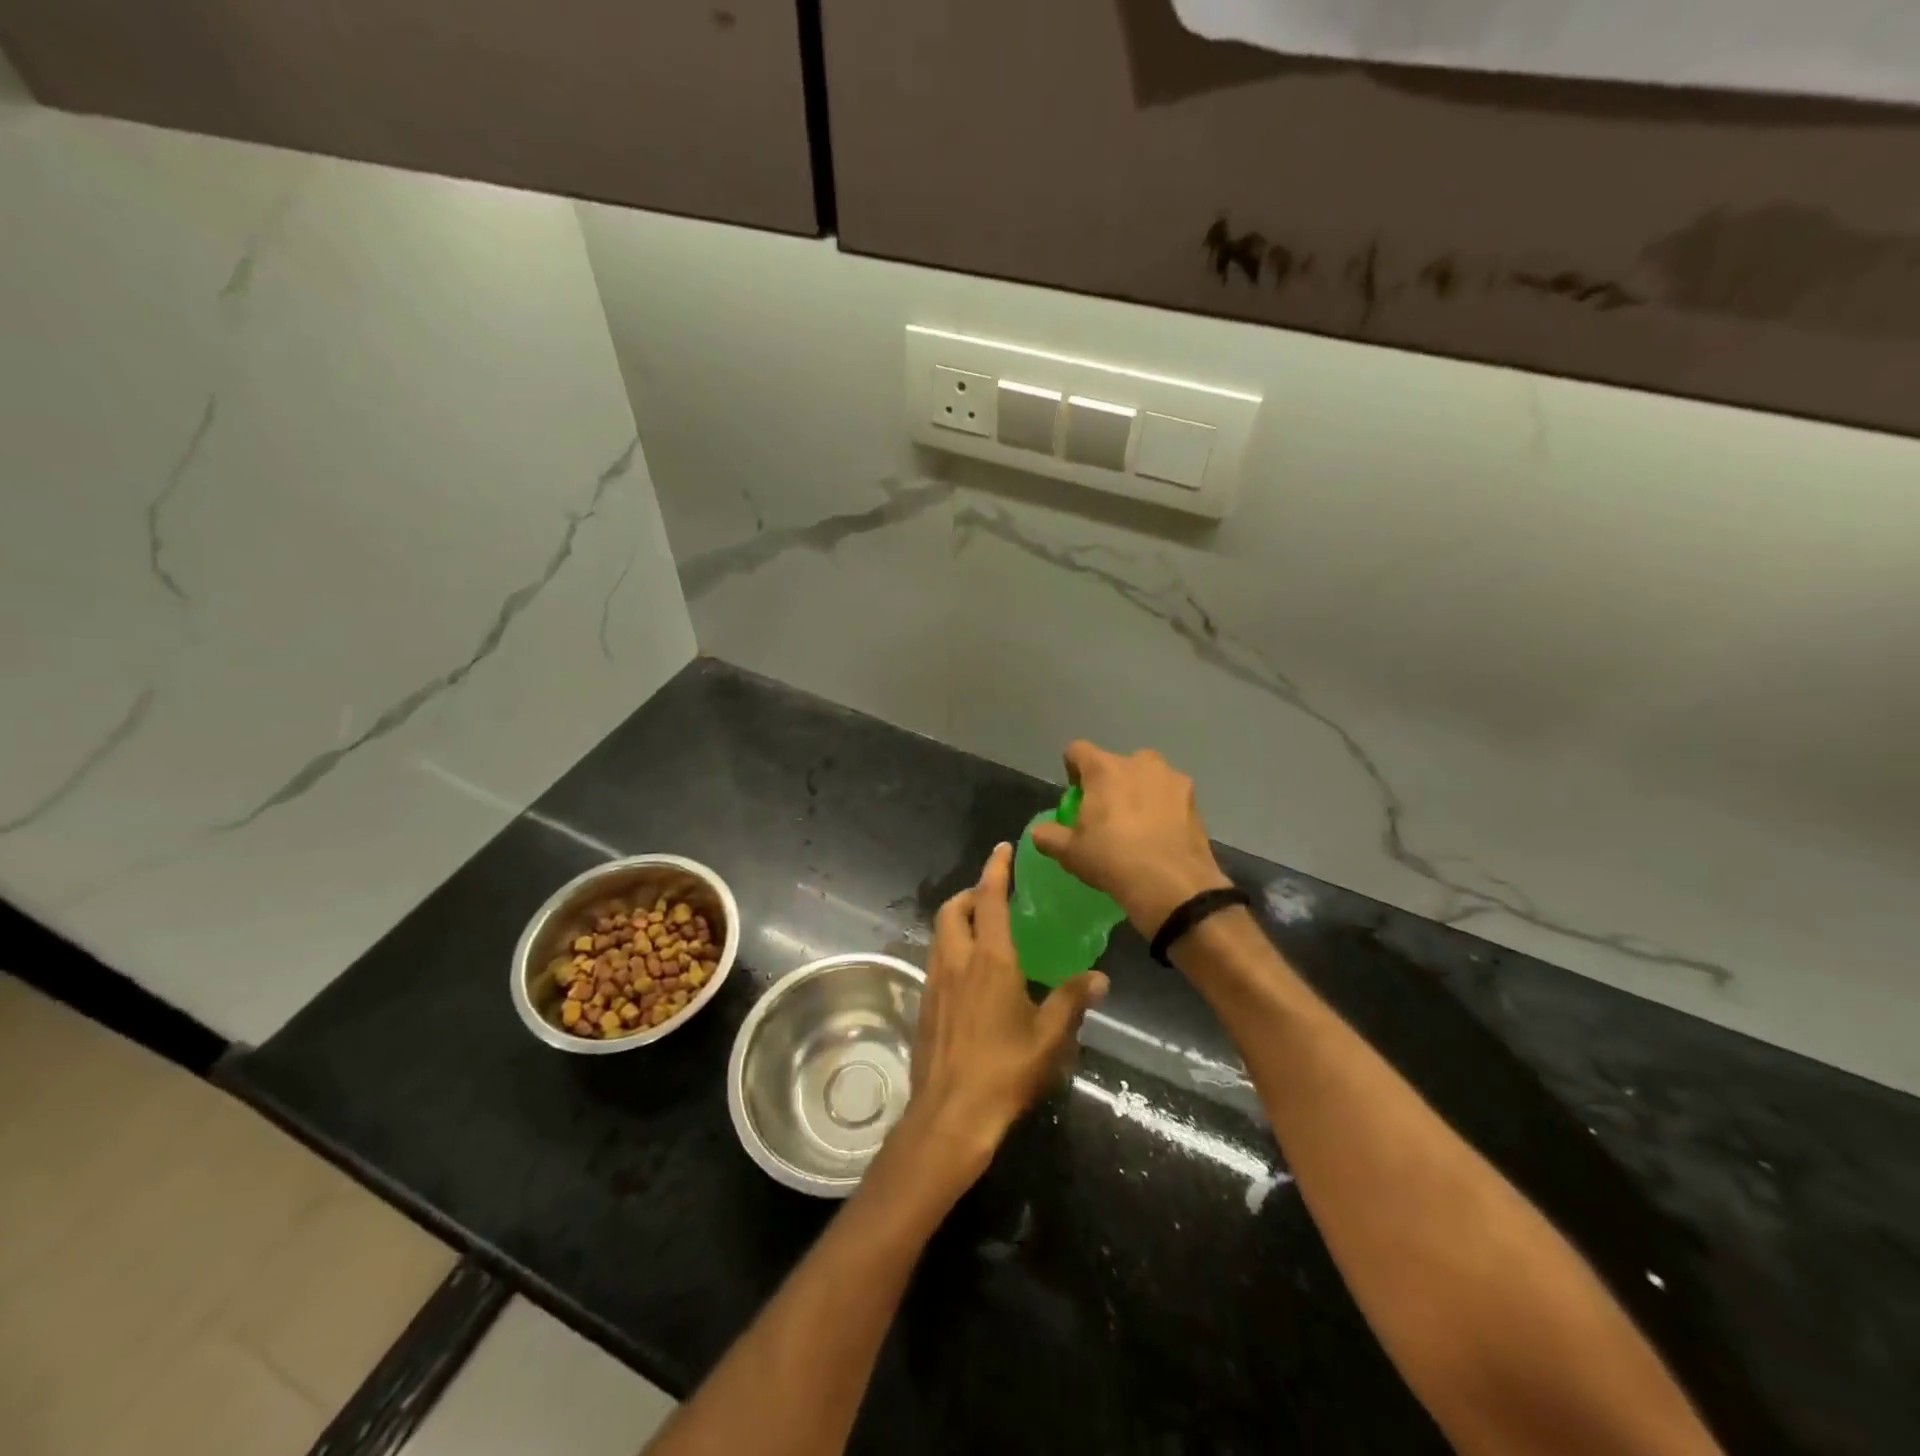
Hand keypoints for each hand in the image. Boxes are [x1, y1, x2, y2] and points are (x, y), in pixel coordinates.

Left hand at [895, 843, 1107, 1190]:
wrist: (949, 1115)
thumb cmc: (1005, 1072)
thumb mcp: (1050, 1038)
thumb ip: (1073, 1001)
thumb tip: (1100, 978)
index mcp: (990, 960)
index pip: (990, 899)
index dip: (996, 870)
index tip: (1002, 849)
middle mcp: (957, 960)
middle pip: (953, 908)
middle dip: (971, 893)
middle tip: (994, 896)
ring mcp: (935, 981)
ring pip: (941, 932)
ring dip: (959, 919)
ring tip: (986, 930)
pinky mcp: (925, 1002)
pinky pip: (937, 957)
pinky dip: (952, 946)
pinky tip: (972, 973)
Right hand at [1031, 741, 1232, 937]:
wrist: (1172, 885)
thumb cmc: (1112, 859)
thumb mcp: (1070, 853)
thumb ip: (1049, 836)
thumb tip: (1040, 832)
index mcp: (1104, 768)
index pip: (1077, 750)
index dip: (1072, 768)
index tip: (1075, 793)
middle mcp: (1139, 763)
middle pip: (1116, 764)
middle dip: (1110, 782)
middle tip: (1107, 814)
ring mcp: (1172, 779)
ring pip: (1148, 777)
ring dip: (1140, 792)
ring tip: (1137, 826)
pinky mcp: (1195, 800)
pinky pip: (1170, 797)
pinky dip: (1163, 809)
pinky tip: (1160, 837)